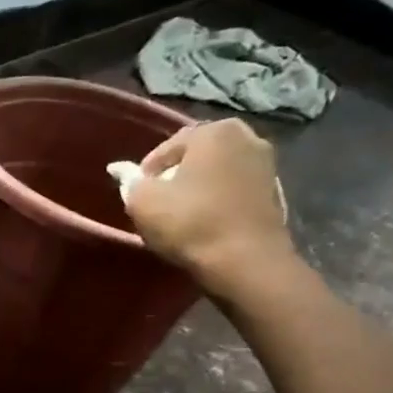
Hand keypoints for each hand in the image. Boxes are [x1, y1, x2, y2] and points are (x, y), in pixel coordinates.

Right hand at [124, 118, 293, 295]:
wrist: (245, 261)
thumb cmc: (190, 223)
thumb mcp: (144, 203)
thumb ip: (129, 181)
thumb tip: (118, 168)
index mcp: (213, 131)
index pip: (167, 147)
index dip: (146, 173)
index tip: (137, 197)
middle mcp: (246, 136)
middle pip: (196, 155)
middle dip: (176, 175)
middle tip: (159, 204)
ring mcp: (265, 163)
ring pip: (218, 172)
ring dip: (199, 187)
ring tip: (182, 215)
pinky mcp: (274, 191)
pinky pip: (235, 189)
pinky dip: (219, 200)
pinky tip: (206, 222)